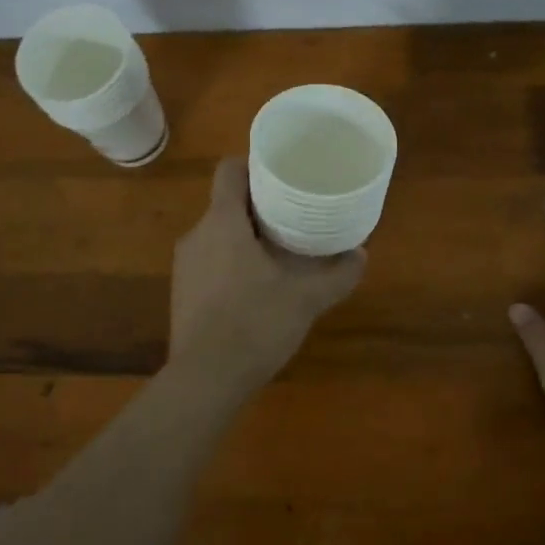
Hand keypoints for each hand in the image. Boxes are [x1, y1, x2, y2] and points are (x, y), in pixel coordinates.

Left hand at [170, 159, 366, 391]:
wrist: (205, 379)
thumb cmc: (255, 324)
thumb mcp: (306, 299)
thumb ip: (338, 275)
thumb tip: (361, 255)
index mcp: (222, 223)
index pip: (229, 171)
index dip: (253, 165)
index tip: (282, 175)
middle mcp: (197, 236)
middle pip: (226, 203)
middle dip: (259, 205)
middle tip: (294, 214)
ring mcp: (185, 266)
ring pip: (217, 234)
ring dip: (245, 236)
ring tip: (279, 250)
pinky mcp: (183, 292)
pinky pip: (210, 261)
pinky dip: (232, 262)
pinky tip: (256, 286)